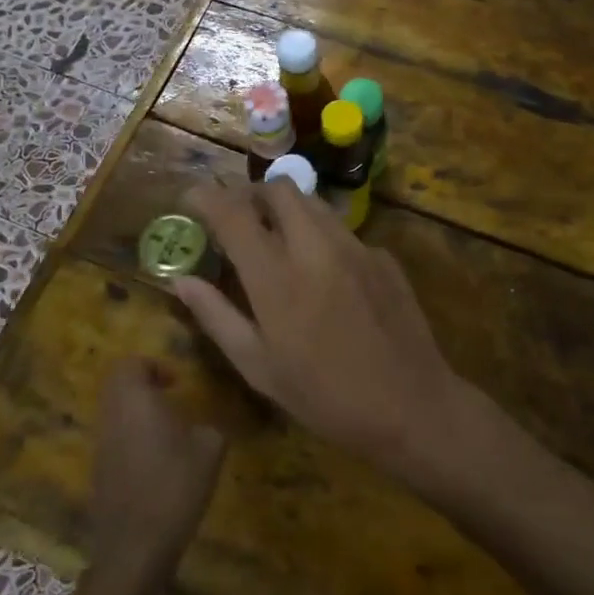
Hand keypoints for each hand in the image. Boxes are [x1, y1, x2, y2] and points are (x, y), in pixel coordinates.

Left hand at [91, 357, 226, 576]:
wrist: (136, 549)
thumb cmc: (175, 487)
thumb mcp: (210, 449)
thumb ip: (210, 426)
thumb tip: (205, 425)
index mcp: (135, 401)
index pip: (129, 365)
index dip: (152, 366)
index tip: (176, 384)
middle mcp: (111, 418)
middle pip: (116, 386)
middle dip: (142, 386)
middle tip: (170, 399)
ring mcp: (100, 447)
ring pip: (113, 413)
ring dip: (136, 413)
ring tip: (167, 432)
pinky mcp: (98, 474)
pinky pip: (112, 440)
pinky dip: (131, 438)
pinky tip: (156, 463)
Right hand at [173, 181, 470, 482]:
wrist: (411, 406)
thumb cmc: (324, 397)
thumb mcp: (259, 368)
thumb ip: (217, 317)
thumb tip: (182, 280)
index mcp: (276, 276)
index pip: (233, 212)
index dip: (206, 197)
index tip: (191, 199)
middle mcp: (315, 247)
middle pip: (278, 188)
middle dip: (251, 194)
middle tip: (238, 220)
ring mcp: (355, 246)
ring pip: (313, 202)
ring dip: (287, 209)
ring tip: (277, 241)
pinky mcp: (382, 255)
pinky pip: (342, 230)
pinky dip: (321, 237)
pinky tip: (324, 274)